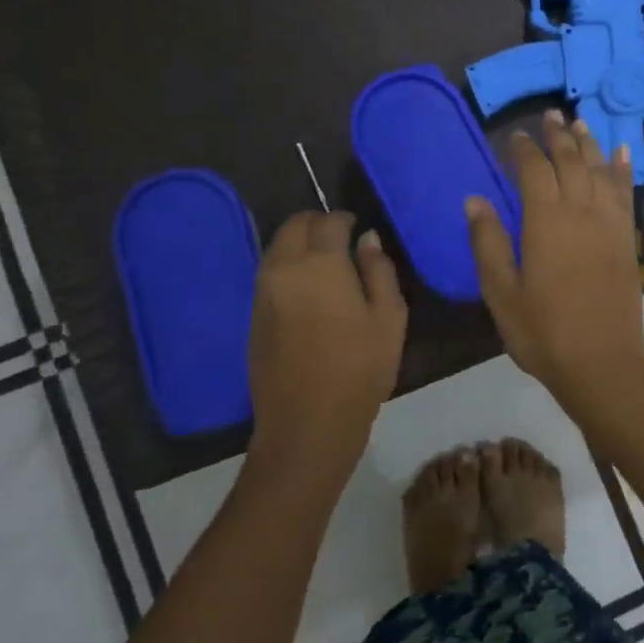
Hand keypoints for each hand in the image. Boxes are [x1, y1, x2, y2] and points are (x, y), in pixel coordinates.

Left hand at [248, 211, 406, 474]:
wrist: (307, 423)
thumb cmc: (360, 368)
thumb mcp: (389, 317)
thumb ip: (379, 270)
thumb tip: (367, 240)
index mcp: (320, 263)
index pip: (328, 222)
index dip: (345, 219)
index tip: (359, 227)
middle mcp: (284, 268)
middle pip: (294, 226)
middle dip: (317, 223)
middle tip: (340, 237)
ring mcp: (263, 292)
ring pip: (277, 248)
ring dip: (299, 244)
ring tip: (326, 262)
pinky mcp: (254, 315)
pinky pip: (270, 273)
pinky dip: (287, 266)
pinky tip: (308, 288)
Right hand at [466, 110, 643, 406]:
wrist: (602, 363)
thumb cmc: (543, 332)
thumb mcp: (501, 292)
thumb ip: (487, 242)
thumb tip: (474, 198)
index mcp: (545, 221)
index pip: (534, 170)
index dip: (524, 149)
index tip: (515, 135)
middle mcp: (580, 211)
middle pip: (571, 161)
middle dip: (558, 135)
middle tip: (550, 114)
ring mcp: (609, 224)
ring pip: (600, 170)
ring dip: (589, 144)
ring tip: (580, 122)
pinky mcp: (627, 239)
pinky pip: (626, 193)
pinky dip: (623, 170)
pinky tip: (622, 154)